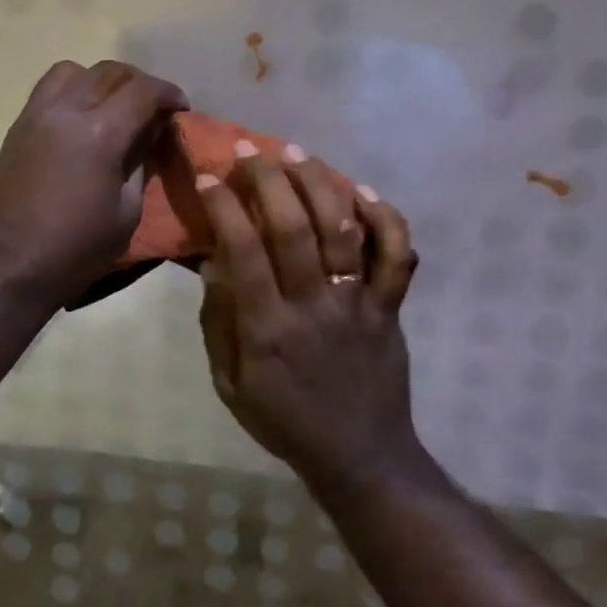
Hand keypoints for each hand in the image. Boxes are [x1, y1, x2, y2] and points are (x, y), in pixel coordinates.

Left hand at [0, 60, 187, 307]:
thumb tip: (148, 138)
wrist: (1, 270)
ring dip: (99, 80)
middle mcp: (65, 111)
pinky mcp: (14, 130)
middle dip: (138, 83)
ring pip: (72, 71)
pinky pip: (47, 91)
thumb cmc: (72, 253)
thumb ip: (139, 167)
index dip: (169, 94)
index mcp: (99, 133)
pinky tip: (80, 123)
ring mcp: (34, 116)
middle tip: (153, 108)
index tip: (181, 108)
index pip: (143, 91)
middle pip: (108, 72)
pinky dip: (71, 92)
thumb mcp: (125, 216)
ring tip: (112, 107)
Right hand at [194, 147, 423, 498]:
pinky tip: (361, 193)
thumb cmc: (284, 420)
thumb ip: (219, 322)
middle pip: (293, 228)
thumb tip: (213, 263)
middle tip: (248, 151)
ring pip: (343, 230)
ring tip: (297, 154)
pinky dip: (385, 219)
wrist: (360, 456)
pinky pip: (397, 256)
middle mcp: (314, 306)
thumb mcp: (229, 384)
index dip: (224, 208)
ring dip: (319, 184)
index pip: (243, 252)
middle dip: (267, 179)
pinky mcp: (389, 307)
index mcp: (268, 329)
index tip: (208, 178)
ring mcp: (358, 304)